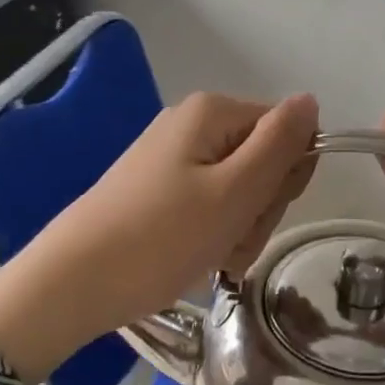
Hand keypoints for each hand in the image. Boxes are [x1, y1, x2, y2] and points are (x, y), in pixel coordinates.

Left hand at [0, 92, 317, 379]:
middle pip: (262, 161)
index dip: (287, 176)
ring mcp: (172, 158)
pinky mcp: (158, 190)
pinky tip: (196, 259)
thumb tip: (310, 101)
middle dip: (259, 208)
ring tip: (211, 255)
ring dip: (239, 229)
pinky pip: (209, 207)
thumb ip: (280, 144)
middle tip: (231, 239)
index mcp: (213, 112)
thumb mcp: (235, 191)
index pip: (287, 132)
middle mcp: (192, 125)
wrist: (74, 282)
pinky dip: (213, 236)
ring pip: (239, 192)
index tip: (261, 211)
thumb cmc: (161, 237)